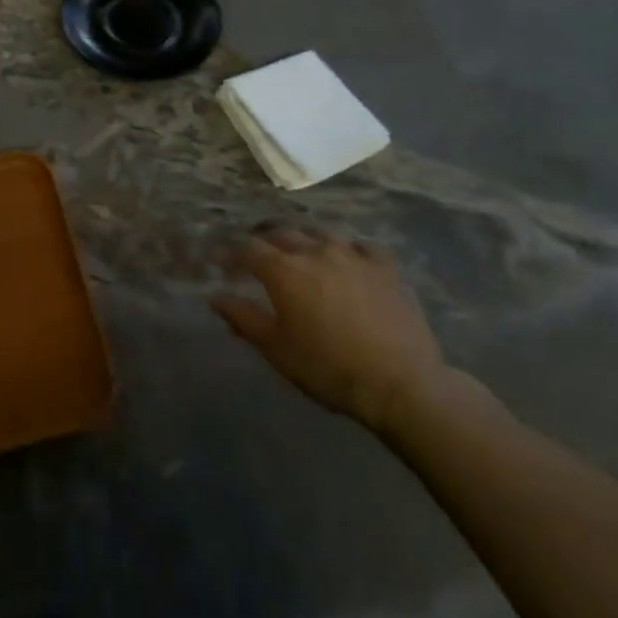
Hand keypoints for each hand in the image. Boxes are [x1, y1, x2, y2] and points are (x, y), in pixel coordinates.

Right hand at [212, 230, 448, 433]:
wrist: (402, 384)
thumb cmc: (329, 369)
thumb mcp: (278, 350)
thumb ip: (244, 319)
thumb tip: (216, 297)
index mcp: (283, 270)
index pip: (248, 248)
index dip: (232, 253)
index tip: (223, 264)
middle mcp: (314, 251)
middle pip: (281, 233)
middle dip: (264, 242)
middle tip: (258, 258)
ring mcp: (352, 255)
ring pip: (319, 234)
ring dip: (303, 240)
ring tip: (300, 254)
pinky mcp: (385, 267)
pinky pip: (360, 247)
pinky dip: (347, 250)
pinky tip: (348, 262)